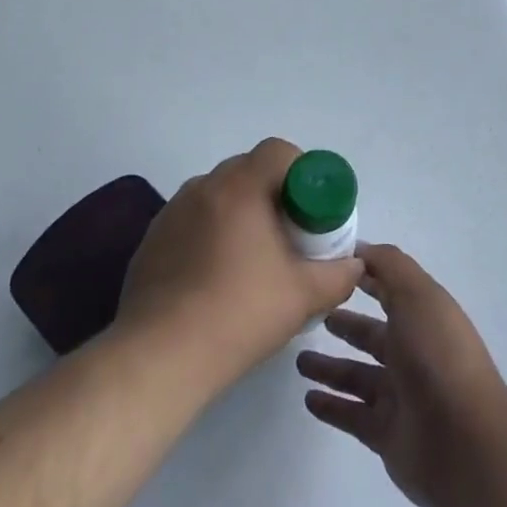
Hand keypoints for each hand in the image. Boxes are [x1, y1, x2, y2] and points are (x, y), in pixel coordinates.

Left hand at [117, 138, 362, 391]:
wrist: (161, 355)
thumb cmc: (239, 314)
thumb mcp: (303, 296)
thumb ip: (338, 275)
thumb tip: (354, 264)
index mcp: (239, 187)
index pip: (277, 151)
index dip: (301, 172)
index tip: (310, 209)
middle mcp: (202, 187)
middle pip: (247, 170)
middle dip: (272, 194)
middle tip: (288, 235)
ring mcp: (171, 211)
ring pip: (218, 196)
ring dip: (239, 214)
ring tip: (251, 260)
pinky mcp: (152, 239)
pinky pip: (192, 220)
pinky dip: (210, 234)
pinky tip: (215, 278)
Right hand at [297, 243, 506, 506]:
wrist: (466, 445)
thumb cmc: (438, 357)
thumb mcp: (417, 295)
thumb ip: (388, 265)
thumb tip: (359, 249)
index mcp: (424, 317)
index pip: (389, 289)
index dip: (364, 276)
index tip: (328, 267)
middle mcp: (414, 353)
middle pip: (372, 335)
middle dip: (345, 324)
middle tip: (311, 316)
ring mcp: (401, 397)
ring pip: (357, 376)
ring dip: (330, 367)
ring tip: (299, 361)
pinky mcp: (387, 435)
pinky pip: (352, 415)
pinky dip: (331, 407)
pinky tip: (308, 399)